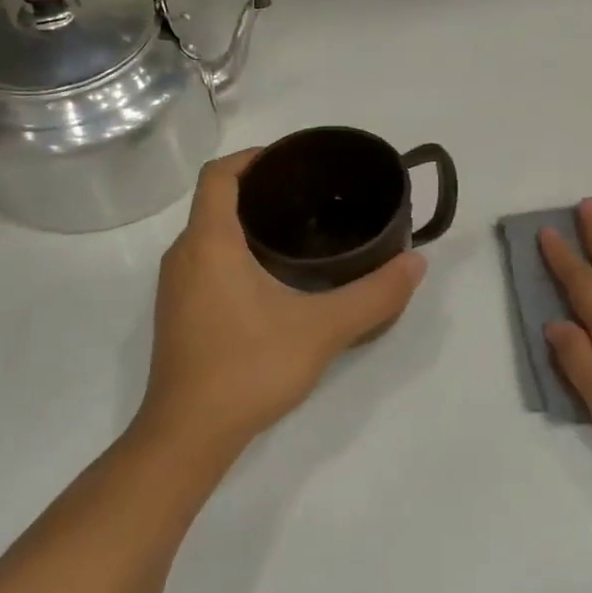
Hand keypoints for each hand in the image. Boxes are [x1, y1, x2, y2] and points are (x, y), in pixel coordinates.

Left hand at [136, 150, 426, 465]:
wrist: (189, 435)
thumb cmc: (249, 368)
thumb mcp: (322, 329)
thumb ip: (374, 295)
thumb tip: (416, 263)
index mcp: (209, 243)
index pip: (219, 174)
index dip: (253, 157)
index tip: (293, 161)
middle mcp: (183, 255)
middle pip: (215, 201)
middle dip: (258, 190)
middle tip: (310, 196)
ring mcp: (174, 287)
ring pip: (209, 234)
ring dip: (245, 223)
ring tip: (298, 231)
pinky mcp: (177, 313)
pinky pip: (205, 262)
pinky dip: (235, 252)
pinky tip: (273, 277)